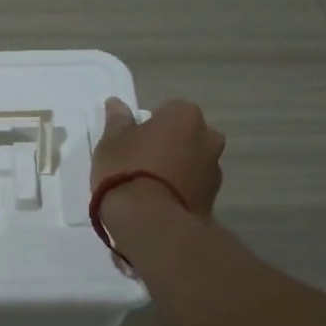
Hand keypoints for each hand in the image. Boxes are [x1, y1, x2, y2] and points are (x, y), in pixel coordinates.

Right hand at [90, 97, 224, 218]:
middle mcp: (208, 137)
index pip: (168, 111)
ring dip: (178, 169)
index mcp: (184, 115)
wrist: (150, 222)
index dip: (150, 126)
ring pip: (193, 162)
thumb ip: (118, 120)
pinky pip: (194, 187)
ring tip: (150, 188)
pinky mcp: (213, 200)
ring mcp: (214, 170)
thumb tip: (116, 103)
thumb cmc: (127, 170)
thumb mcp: (111, 142)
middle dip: (171, 145)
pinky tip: (159, 203)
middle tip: (142, 162)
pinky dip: (182, 191)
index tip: (133, 141)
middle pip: (186, 135)